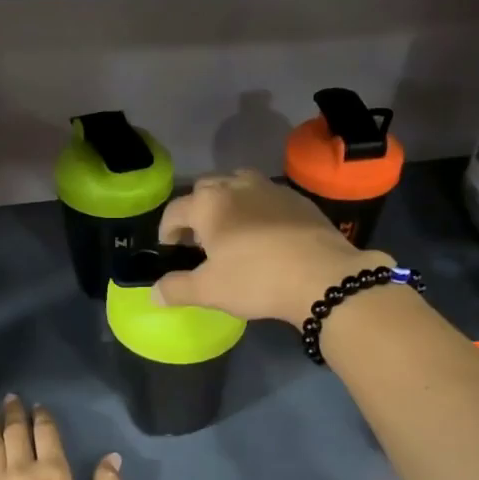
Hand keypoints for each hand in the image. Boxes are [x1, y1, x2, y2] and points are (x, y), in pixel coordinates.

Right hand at [155, 170, 392, 323]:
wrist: (323, 277)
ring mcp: (271, 189)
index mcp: (209, 204)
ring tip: (231, 231)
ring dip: (228, 203)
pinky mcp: (298, 199)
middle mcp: (237, 185)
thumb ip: (177, 289)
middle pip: (206, 189)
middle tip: (199, 240)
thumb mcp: (209, 291)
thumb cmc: (257, 280)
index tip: (170, 249)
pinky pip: (267, 197)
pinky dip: (256, 209)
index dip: (167, 230)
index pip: (175, 210)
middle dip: (196, 211)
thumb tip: (155, 294)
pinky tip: (265, 235)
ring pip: (239, 185)